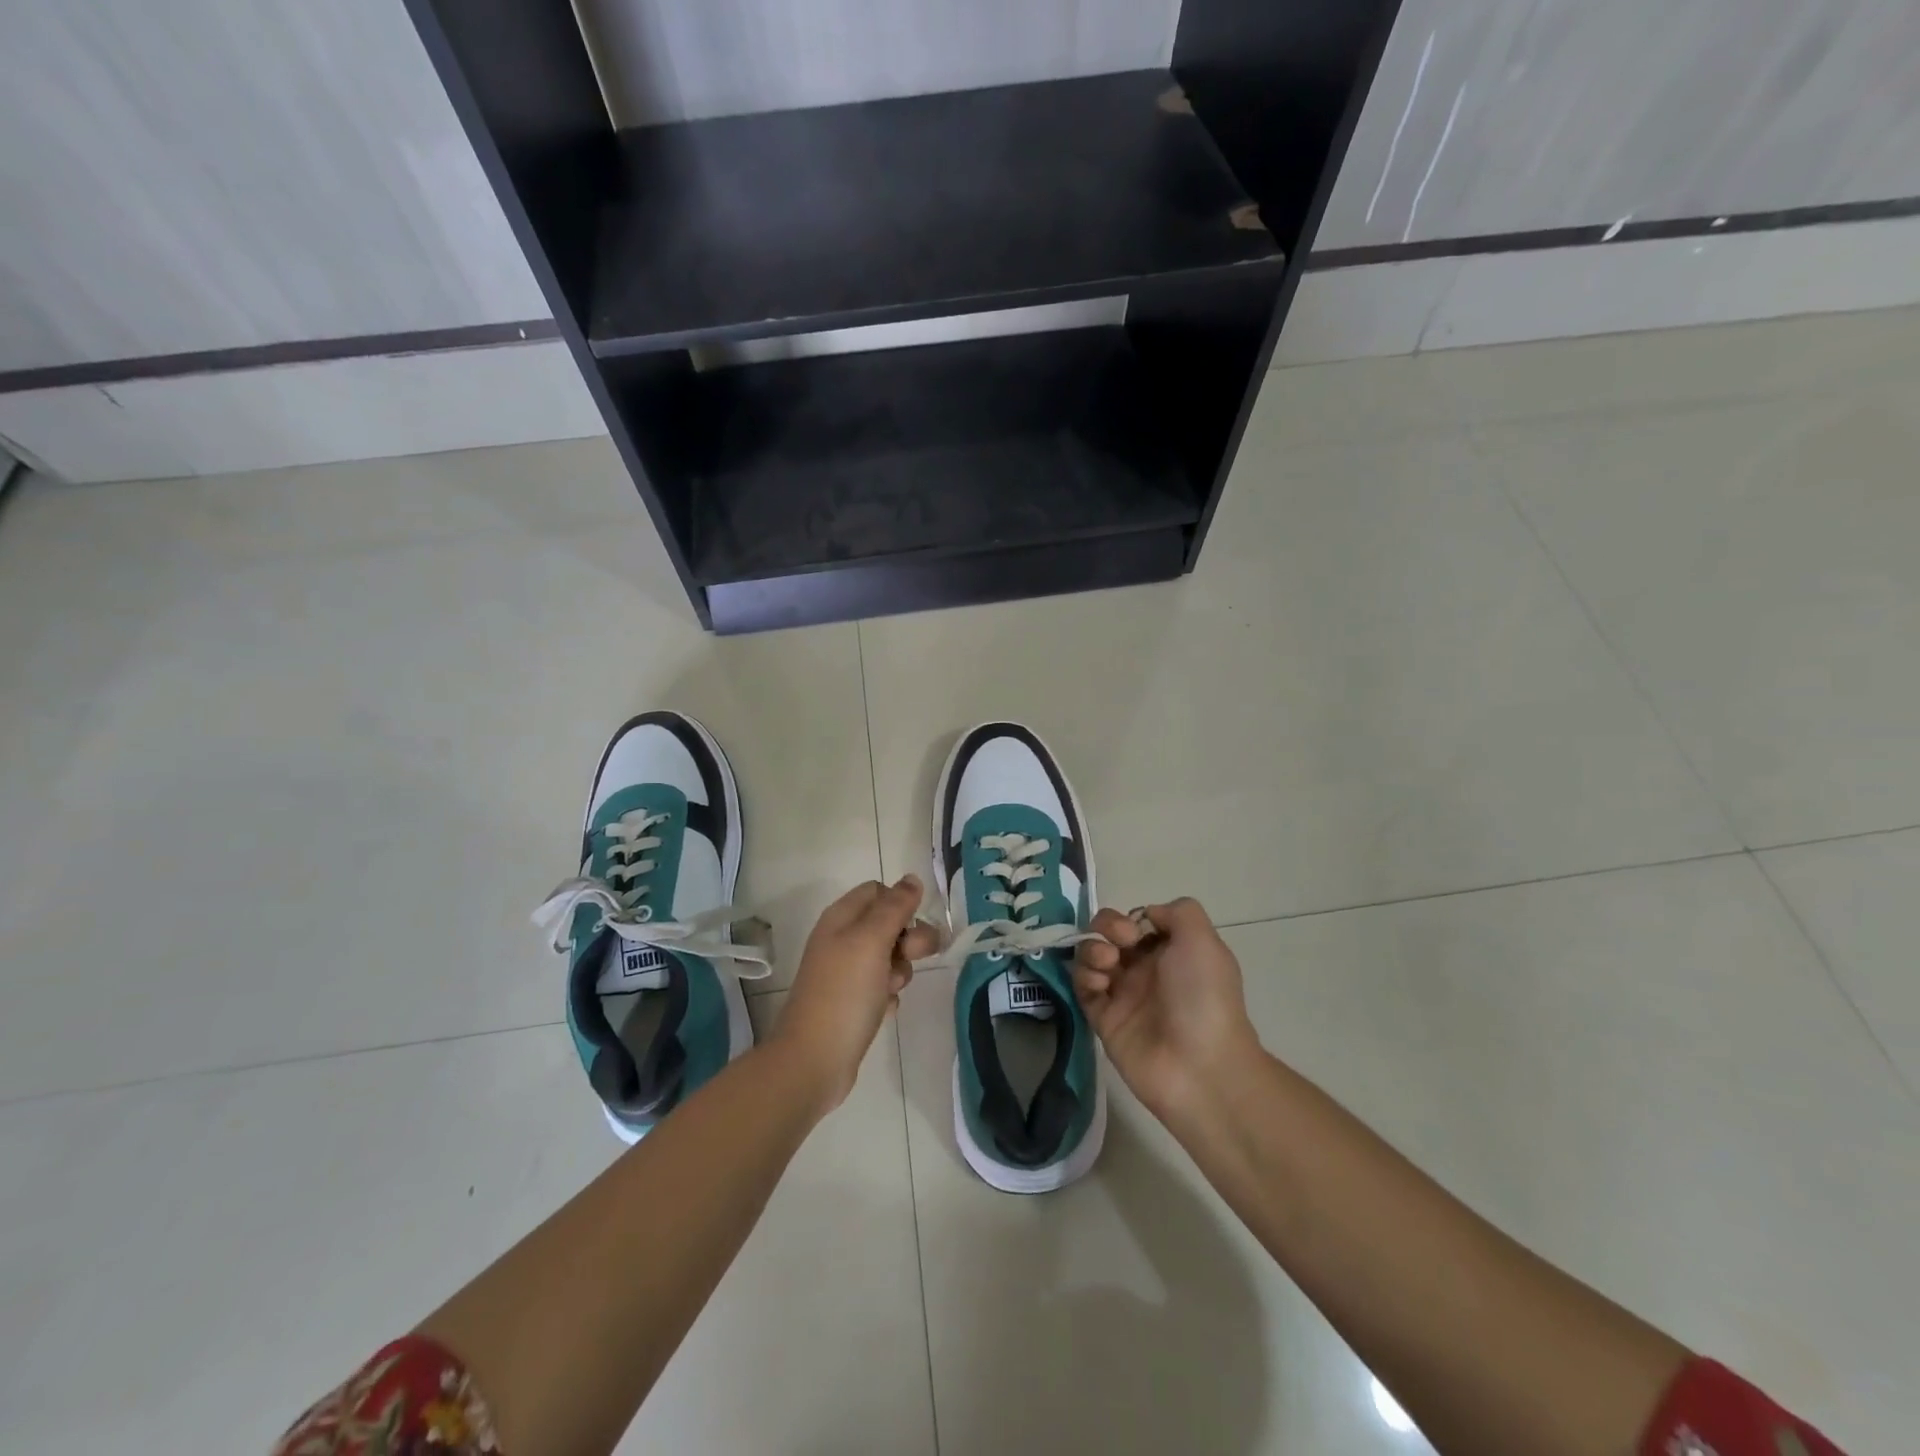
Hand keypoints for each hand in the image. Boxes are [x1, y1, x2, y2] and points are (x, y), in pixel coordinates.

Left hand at [771, 875, 936, 1112]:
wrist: (813, 1060)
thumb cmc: (844, 994)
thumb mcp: (871, 941)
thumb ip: (894, 907)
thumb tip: (912, 879)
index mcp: (841, 918)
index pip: (878, 891)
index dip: (900, 904)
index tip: (913, 925)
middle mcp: (842, 941)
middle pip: (888, 924)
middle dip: (909, 939)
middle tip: (915, 956)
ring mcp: (846, 973)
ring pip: (890, 957)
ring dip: (900, 970)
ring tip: (891, 989)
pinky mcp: (852, 1002)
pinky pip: (883, 986)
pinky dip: (888, 995)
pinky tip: (883, 1009)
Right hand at [1073, 898, 1262, 1120]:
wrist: (1200, 1066)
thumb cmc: (1204, 996)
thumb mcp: (1203, 940)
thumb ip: (1177, 912)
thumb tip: (1146, 915)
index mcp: (1173, 951)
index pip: (1139, 920)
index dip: (1131, 917)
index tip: (1136, 929)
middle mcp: (1147, 969)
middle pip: (1111, 934)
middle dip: (1106, 926)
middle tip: (1120, 943)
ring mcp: (1124, 994)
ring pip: (1092, 956)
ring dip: (1092, 949)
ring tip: (1107, 963)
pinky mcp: (1104, 1018)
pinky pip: (1083, 987)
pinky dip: (1084, 976)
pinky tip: (1099, 983)